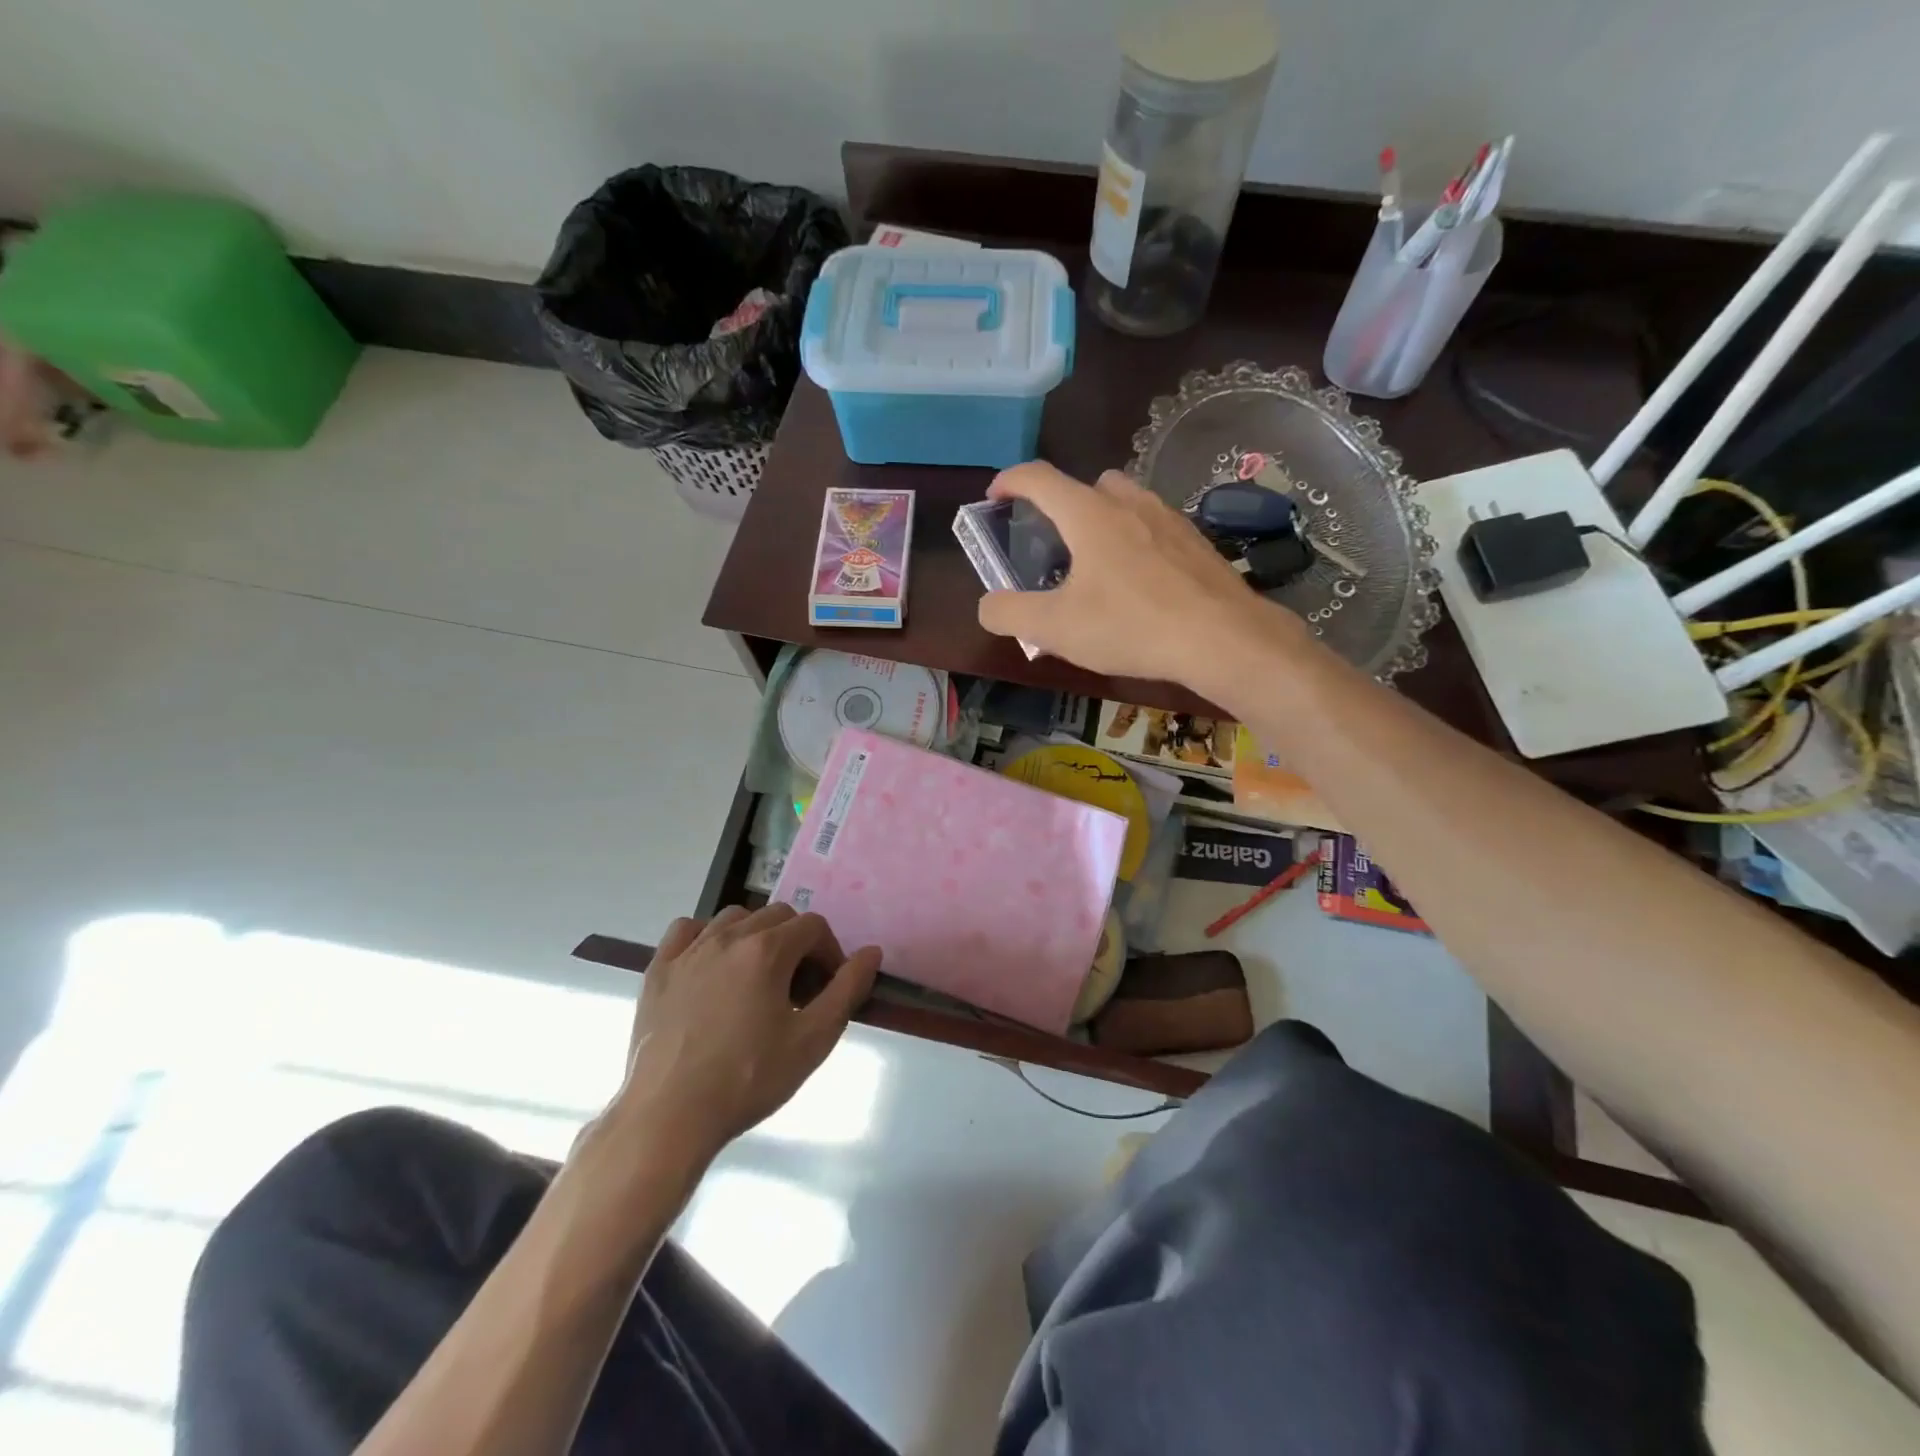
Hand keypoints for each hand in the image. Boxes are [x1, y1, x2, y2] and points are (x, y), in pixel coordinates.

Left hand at [603, 907, 880, 1170]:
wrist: (669, 1116)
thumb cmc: (748, 1079)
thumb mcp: (813, 1040)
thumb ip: (847, 990)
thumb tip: (872, 952)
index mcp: (767, 950)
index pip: (813, 927)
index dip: (830, 952)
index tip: (828, 988)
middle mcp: (728, 937)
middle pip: (777, 916)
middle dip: (797, 943)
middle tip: (797, 988)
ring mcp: (689, 951)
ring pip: (734, 918)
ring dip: (756, 936)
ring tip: (758, 978)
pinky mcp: (658, 970)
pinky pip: (687, 930)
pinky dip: (706, 936)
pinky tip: (711, 965)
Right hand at [976, 463, 1309, 695]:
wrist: (1223, 639)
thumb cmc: (1131, 626)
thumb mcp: (1055, 629)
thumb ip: (1009, 613)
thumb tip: (988, 605)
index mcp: (1089, 514)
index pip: (1039, 478)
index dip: (1010, 481)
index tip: (995, 497)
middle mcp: (1130, 503)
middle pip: (1088, 484)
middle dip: (1062, 504)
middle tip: (1053, 542)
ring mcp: (1169, 519)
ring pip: (1127, 502)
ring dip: (1103, 520)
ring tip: (1097, 565)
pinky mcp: (1197, 543)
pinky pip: (1155, 528)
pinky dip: (1137, 543)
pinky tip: (1140, 584)